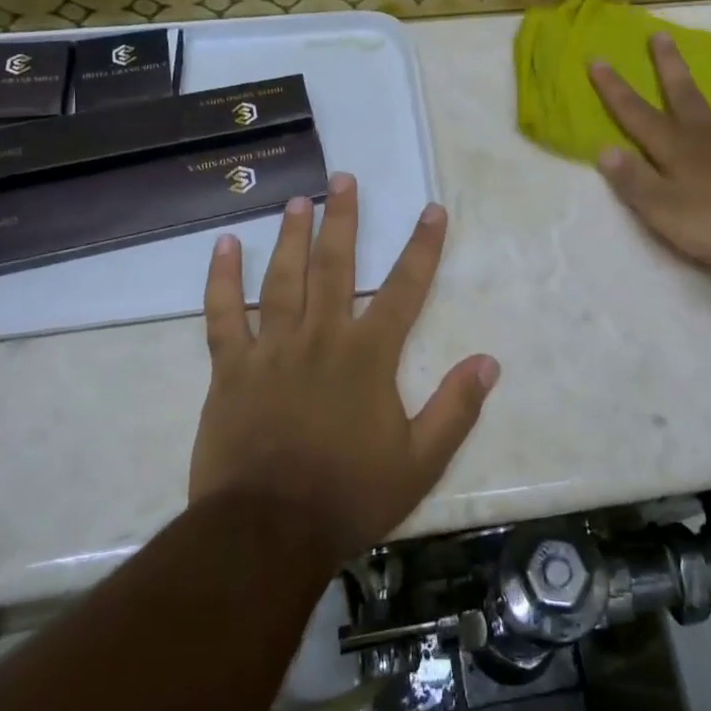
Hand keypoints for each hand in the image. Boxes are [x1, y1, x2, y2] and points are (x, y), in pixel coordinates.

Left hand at [189, 173, 499, 559]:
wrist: (267, 532)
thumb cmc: (349, 496)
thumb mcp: (419, 463)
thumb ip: (455, 409)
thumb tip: (489, 361)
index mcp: (368, 356)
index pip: (405, 289)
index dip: (422, 247)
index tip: (432, 210)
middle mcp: (321, 337)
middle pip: (336, 266)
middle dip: (344, 219)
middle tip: (344, 178)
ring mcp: (271, 348)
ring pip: (283, 278)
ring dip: (292, 235)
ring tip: (299, 199)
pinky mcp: (230, 368)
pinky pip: (223, 314)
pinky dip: (221, 279)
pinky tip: (223, 245)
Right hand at [590, 34, 710, 276]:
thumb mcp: (660, 209)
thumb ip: (632, 179)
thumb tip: (603, 149)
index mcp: (675, 147)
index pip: (636, 114)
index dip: (614, 89)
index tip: (598, 59)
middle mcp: (709, 133)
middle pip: (685, 94)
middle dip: (669, 65)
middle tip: (660, 34)